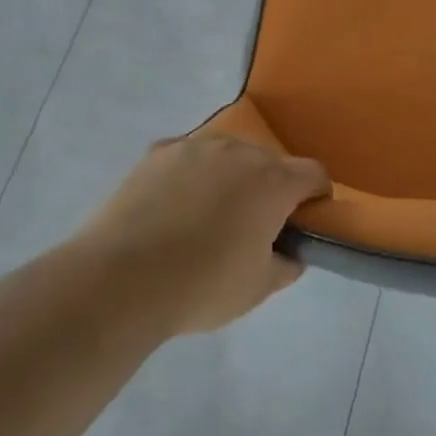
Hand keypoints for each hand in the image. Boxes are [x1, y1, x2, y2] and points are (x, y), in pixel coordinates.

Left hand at [75, 135, 329, 337]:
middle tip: (253, 226)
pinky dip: (191, 177)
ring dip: (230, 178)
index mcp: (273, 181)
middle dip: (270, 188)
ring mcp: (194, 147)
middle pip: (269, 163)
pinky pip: (188, 159)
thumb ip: (286, 264)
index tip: (305, 221)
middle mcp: (239, 152)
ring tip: (207, 216)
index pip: (314, 174)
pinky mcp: (157, 153)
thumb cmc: (201, 286)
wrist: (118, 280)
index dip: (316, 196)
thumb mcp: (258, 288)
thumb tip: (290, 253)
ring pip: (227, 156)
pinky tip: (172, 208)